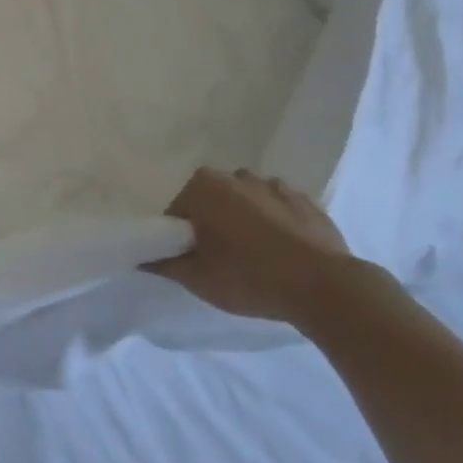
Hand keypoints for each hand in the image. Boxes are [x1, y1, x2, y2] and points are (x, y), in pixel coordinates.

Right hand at [152, 168, 357, 323]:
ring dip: (242, 218)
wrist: (324, 287)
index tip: (186, 257)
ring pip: (245, 199)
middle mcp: (235, 175)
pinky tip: (280, 248)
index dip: (177, 234)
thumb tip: (139, 256)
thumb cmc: (248, 277)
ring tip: (251, 253)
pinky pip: (278, 207)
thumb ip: (162, 263)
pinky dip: (274, 221)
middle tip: (216, 257)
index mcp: (202, 186)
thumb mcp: (196, 278)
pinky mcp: (306, 200)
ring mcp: (274, 185)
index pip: (175, 208)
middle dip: (209, 221)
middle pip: (210, 199)